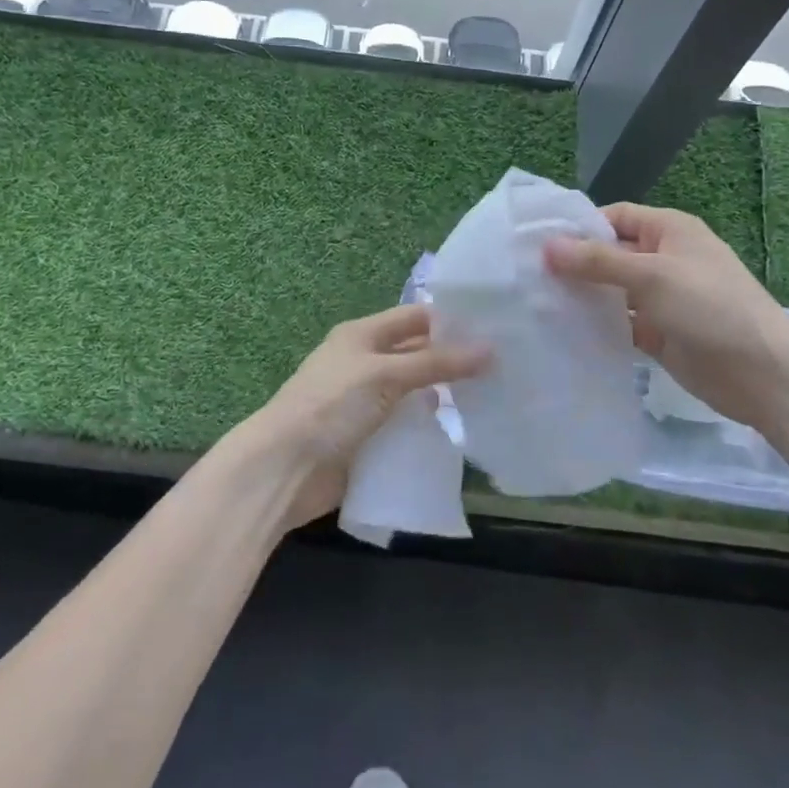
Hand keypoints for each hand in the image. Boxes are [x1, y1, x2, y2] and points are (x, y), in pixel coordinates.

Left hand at [241, 304, 489, 528]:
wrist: (284, 469)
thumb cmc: (331, 406)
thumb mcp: (385, 375)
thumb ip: (436, 363)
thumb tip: (490, 349)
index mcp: (361, 336)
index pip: (414, 318)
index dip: (450, 321)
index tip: (495, 328)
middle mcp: (364, 364)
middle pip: (416, 355)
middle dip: (452, 361)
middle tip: (504, 368)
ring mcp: (365, 404)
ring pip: (413, 394)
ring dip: (443, 397)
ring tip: (492, 400)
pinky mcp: (367, 439)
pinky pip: (405, 428)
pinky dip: (428, 429)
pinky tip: (459, 434)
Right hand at [543, 203, 788, 427]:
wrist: (764, 376)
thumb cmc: (711, 308)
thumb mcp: (652, 276)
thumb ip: (598, 261)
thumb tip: (547, 246)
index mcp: (669, 231)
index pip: (615, 216)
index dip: (580, 227)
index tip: (538, 242)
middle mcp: (663, 259)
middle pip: (610, 253)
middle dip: (574, 263)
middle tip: (527, 276)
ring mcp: (661, 298)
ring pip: (611, 290)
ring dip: (583, 296)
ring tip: (536, 303)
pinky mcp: (658, 333)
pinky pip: (619, 322)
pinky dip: (596, 325)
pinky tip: (563, 331)